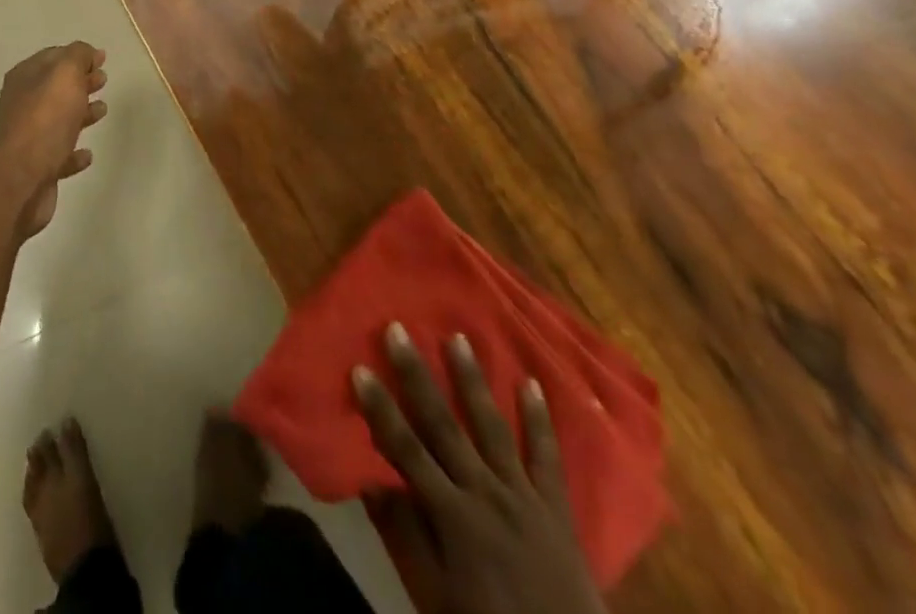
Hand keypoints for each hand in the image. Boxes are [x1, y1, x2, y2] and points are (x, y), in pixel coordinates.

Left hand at [0, 42, 106, 238]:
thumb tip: (87, 52)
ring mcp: (28, 138)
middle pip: (56, 87)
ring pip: (58, 119)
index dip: (77, 55)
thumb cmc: (46, 118)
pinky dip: (74, 152)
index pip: (52, 57)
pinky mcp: (37, 168)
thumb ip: (78, 56)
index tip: (101, 58)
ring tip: (102, 110)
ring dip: (80, 113)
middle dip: (80, 81)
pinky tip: (87, 153)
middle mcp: (22, 104)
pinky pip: (59, 154)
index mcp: (24, 78)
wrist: (23, 177)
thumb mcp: (65, 73)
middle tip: (103, 80)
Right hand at [354, 325, 604, 613]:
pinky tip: (531, 383)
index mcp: (453, 515)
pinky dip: (539, 420)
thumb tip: (369, 481)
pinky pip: (547, 457)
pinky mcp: (556, 506)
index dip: (381, 409)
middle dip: (417, 375)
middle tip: (398, 329)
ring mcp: (523, 495)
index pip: (406, 450)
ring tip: (458, 338)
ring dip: (472, 381)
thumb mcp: (436, 596)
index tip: (359, 368)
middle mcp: (485, 492)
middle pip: (443, 424)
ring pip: (492, 426)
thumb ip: (405, 536)